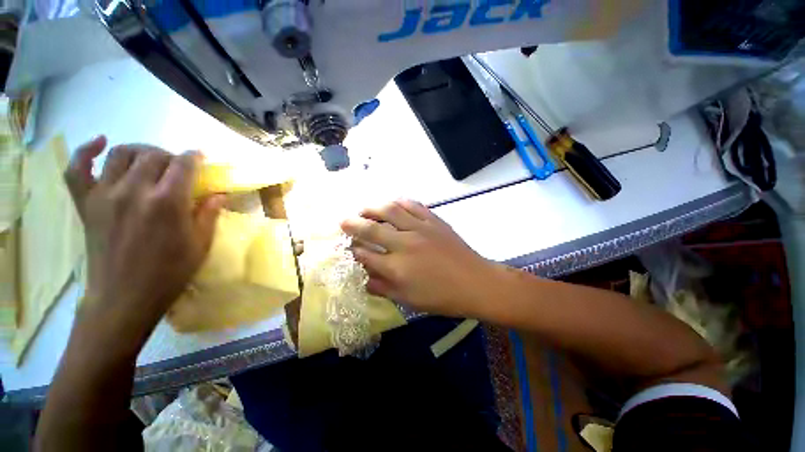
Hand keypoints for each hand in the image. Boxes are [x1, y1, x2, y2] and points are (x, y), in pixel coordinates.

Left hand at [64, 136, 223, 343]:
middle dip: (170, 156)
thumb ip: (208, 214)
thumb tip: (219, 194)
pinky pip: (77, 167)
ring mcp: (104, 195)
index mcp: (167, 203)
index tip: (200, 158)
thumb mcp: (200, 245)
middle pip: (153, 155)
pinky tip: (100, 143)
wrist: (124, 298)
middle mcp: (134, 191)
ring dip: (140, 151)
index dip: (194, 157)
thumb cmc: (169, 273)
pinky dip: (86, 150)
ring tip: (149, 160)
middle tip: (178, 168)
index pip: (183, 165)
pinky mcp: (85, 203)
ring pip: (120, 153)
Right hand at [341, 200, 496, 316]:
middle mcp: (405, 244)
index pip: (365, 255)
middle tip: (343, 221)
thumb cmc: (442, 297)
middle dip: (352, 224)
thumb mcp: (408, 300)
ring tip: (364, 209)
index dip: (352, 250)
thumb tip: (363, 278)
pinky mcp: (434, 220)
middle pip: (372, 229)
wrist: (475, 283)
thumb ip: (382, 288)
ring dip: (373, 208)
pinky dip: (399, 202)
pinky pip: (413, 205)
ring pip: (390, 211)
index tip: (346, 247)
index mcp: (397, 268)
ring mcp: (420, 229)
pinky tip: (392, 203)